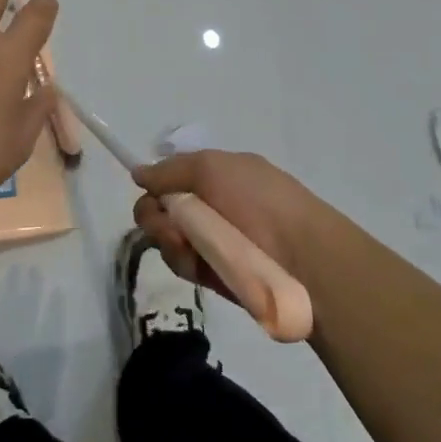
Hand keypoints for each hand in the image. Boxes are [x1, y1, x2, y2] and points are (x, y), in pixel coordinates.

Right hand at [131, 150, 339, 299]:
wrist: (301, 256)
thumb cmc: (259, 200)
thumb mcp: (212, 167)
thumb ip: (170, 170)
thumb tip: (139, 173)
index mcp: (217, 177)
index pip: (172, 178)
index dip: (156, 184)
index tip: (147, 188)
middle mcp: (211, 207)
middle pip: (161, 208)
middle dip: (155, 214)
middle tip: (168, 222)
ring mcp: (211, 241)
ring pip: (165, 237)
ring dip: (167, 237)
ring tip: (186, 242)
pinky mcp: (211, 274)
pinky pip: (180, 263)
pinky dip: (181, 259)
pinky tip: (194, 259)